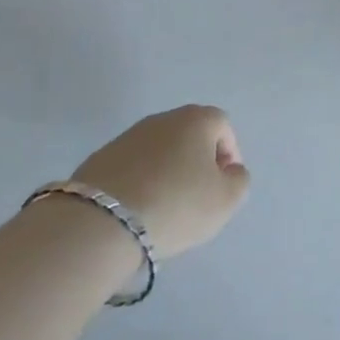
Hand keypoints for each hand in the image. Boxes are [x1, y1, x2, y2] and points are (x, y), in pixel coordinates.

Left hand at [71, 105, 249, 258]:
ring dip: (167, 171)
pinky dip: (140, 182)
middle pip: (190, 135)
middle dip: (197, 162)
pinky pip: (132, 166)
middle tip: (197, 197)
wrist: (101, 222)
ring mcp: (128, 136)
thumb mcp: (225, 200)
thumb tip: (229, 171)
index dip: (229, 154)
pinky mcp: (100, 157)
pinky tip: (137, 210)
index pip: (222, 126)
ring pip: (160, 150)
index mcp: (196, 119)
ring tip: (165, 208)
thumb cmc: (176, 204)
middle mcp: (162, 118)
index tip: (224, 186)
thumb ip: (238, 181)